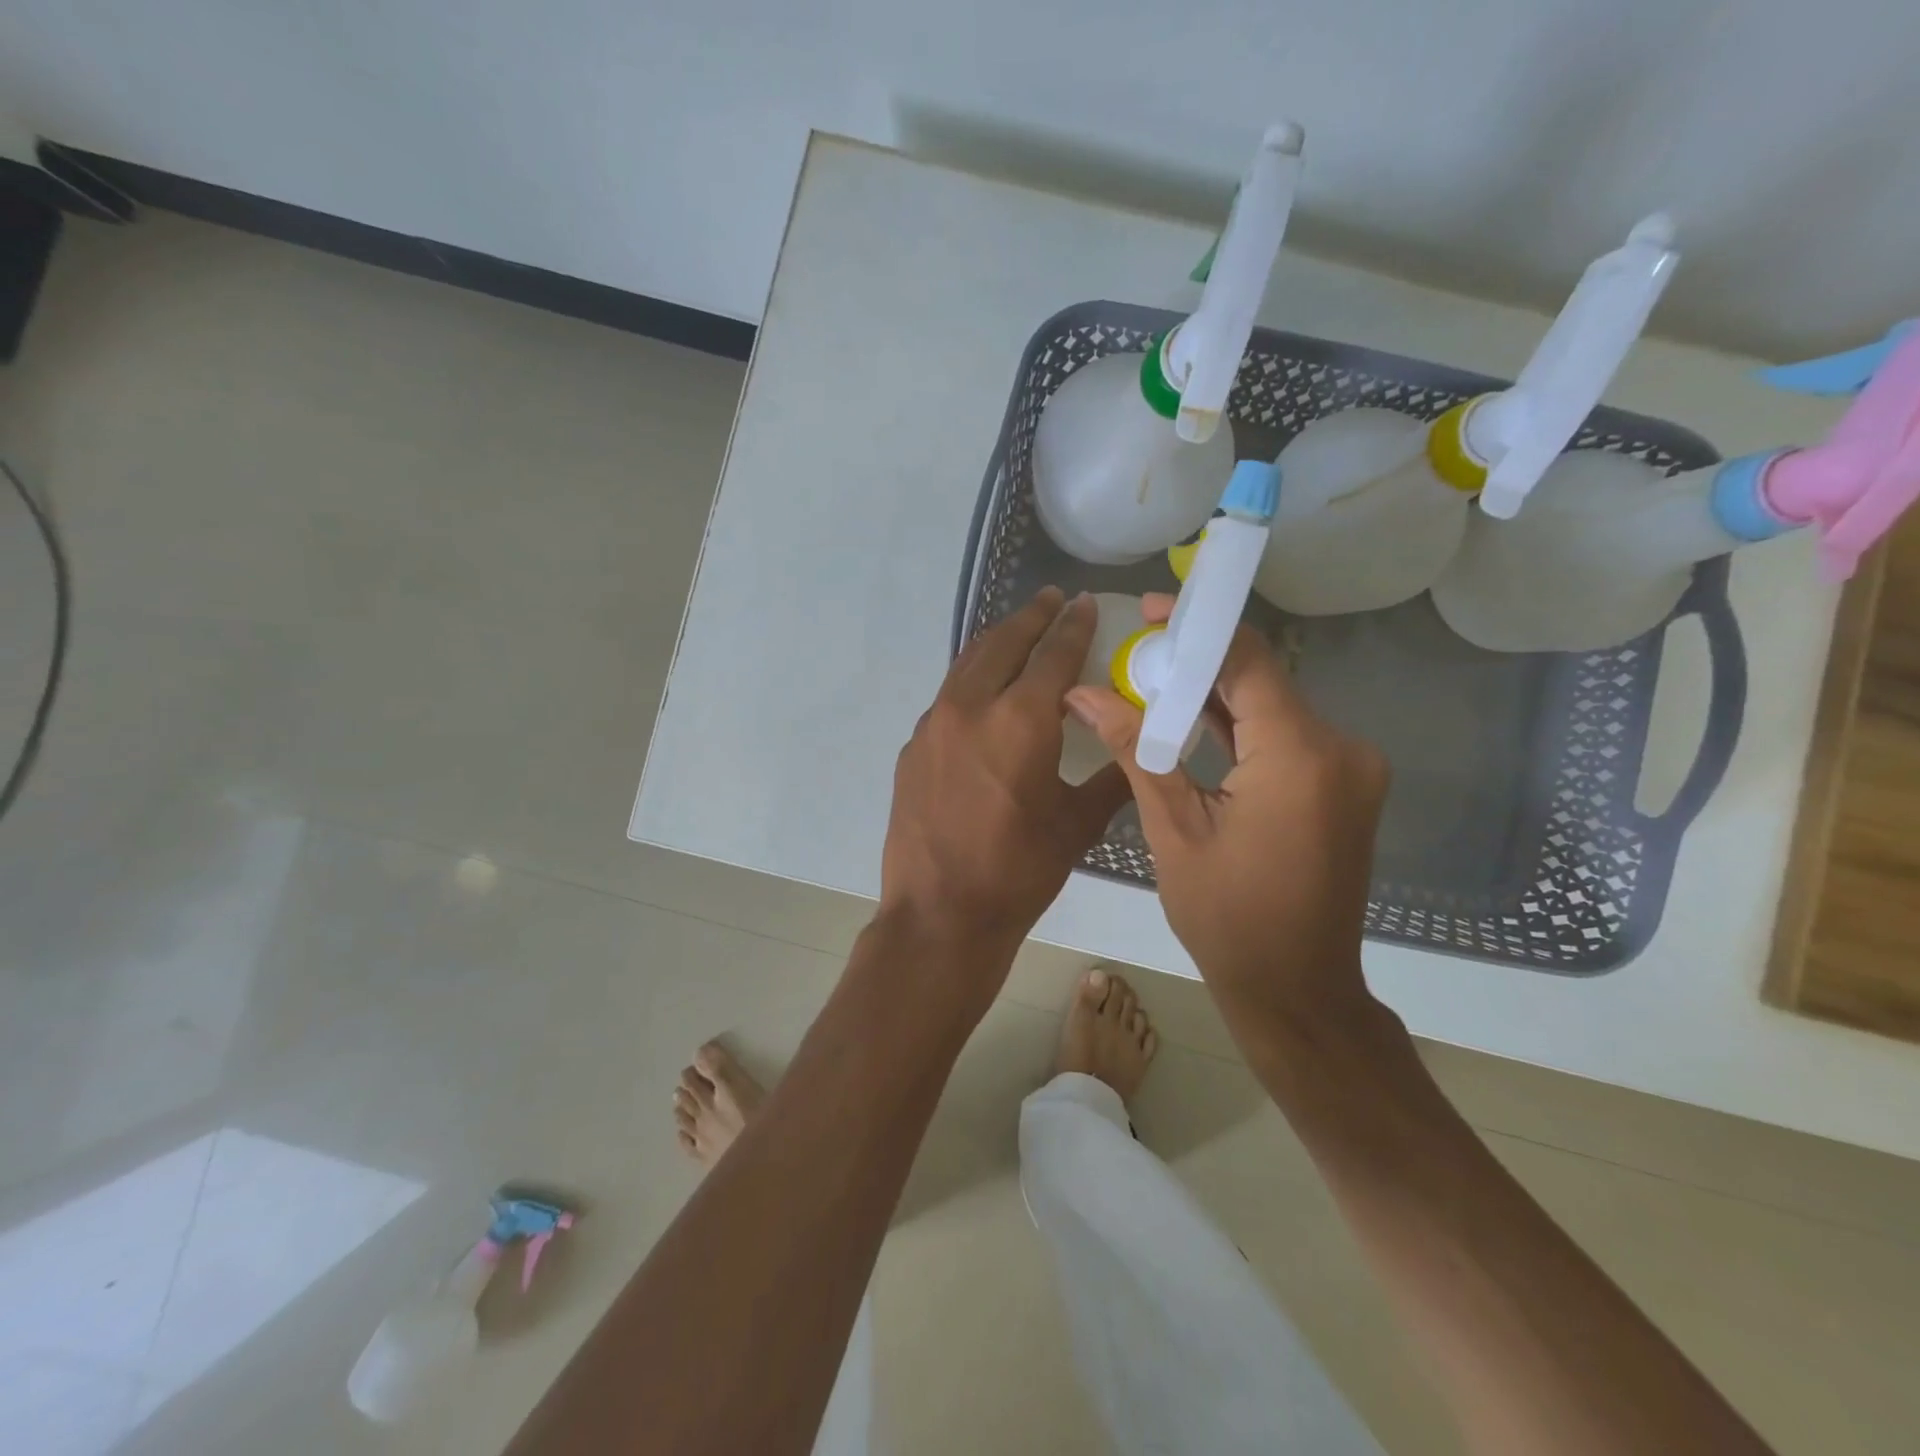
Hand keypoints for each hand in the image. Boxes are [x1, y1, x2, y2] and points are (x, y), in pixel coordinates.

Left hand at [880, 588, 1131, 987]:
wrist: (940, 913)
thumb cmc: (1018, 871)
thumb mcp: (1077, 824)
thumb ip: (1111, 777)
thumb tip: (1136, 750)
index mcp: (1021, 720)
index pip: (1054, 654)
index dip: (1074, 625)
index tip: (1085, 603)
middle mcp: (972, 706)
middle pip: (1004, 642)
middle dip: (1032, 617)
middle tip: (1052, 601)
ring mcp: (934, 724)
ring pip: (968, 664)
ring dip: (997, 642)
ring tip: (1018, 633)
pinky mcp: (913, 746)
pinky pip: (948, 696)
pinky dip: (972, 680)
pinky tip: (984, 693)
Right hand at [1065, 594, 1388, 1025]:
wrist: (1296, 990)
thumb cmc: (1228, 918)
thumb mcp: (1173, 829)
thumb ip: (1134, 749)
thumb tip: (1081, 693)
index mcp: (1300, 755)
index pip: (1247, 660)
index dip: (1197, 628)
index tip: (1148, 612)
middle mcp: (1341, 749)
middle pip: (1260, 679)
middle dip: (1197, 663)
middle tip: (1135, 653)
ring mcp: (1349, 768)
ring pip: (1272, 707)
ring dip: (1215, 695)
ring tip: (1150, 684)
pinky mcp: (1341, 786)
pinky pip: (1284, 737)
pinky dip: (1239, 727)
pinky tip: (1190, 721)